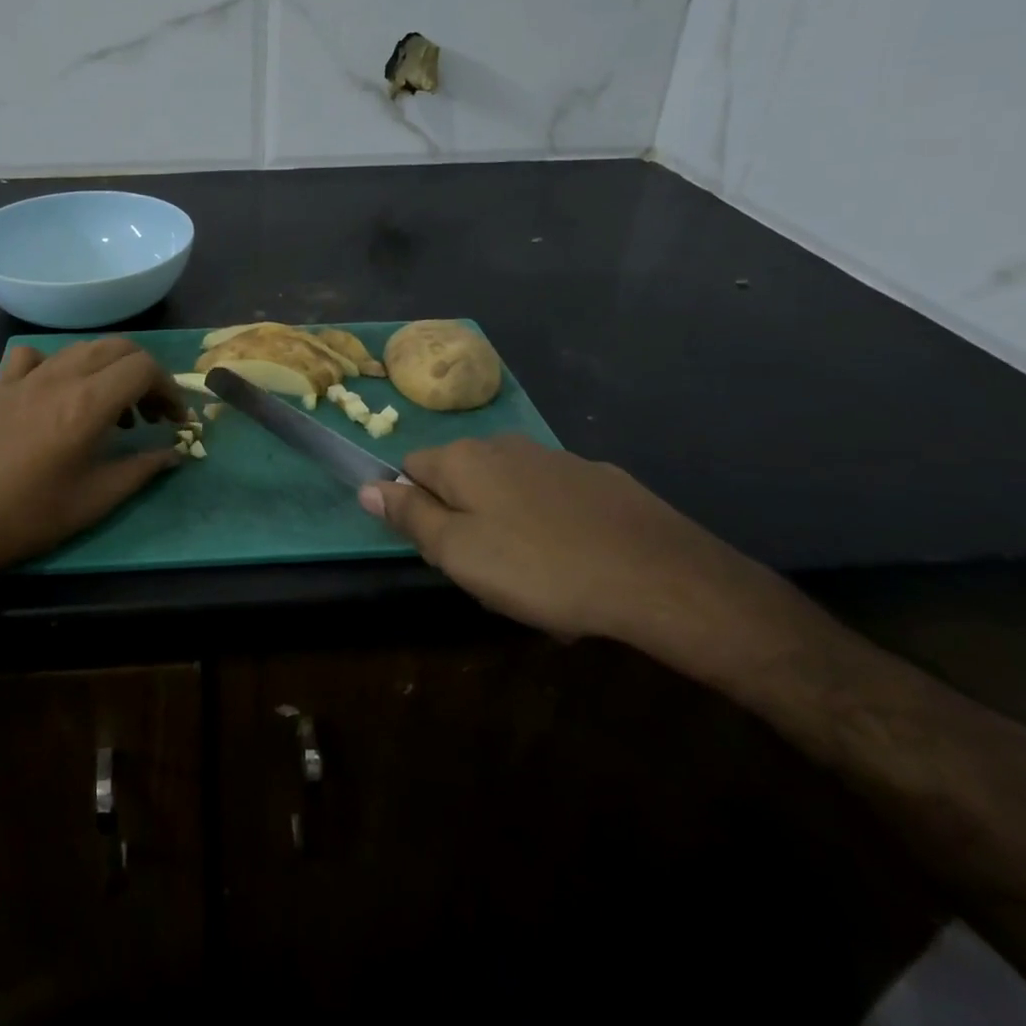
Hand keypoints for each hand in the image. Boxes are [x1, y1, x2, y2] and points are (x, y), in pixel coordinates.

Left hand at [0, 338, 186, 587]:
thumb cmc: (30, 517)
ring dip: (109, 369)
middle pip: (118, 348)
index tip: (175, 419)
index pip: (143, 368)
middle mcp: (60, 377)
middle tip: (151, 414)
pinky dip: (58, 364)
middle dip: (145, 374)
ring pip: (81, 348)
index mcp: (88, 403)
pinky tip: (58, 392)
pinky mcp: (0, 386)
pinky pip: (35, 355)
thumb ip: (142, 469)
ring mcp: (26, 378)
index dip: (168, 389)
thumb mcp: (96, 500)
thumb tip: (175, 453)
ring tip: (113, 411)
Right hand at [360, 435, 761, 652]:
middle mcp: (503, 445)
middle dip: (464, 522)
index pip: (410, 470)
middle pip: (460, 481)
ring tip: (536, 580)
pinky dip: (551, 527)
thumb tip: (365, 487)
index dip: (417, 511)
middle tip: (488, 574)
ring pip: (508, 492)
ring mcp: (554, 458)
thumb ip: (408, 516)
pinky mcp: (598, 477)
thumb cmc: (540, 567)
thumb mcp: (458, 552)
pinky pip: (552, 501)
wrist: (659, 576)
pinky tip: (577, 565)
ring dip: (507, 527)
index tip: (443, 551)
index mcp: (463, 459)